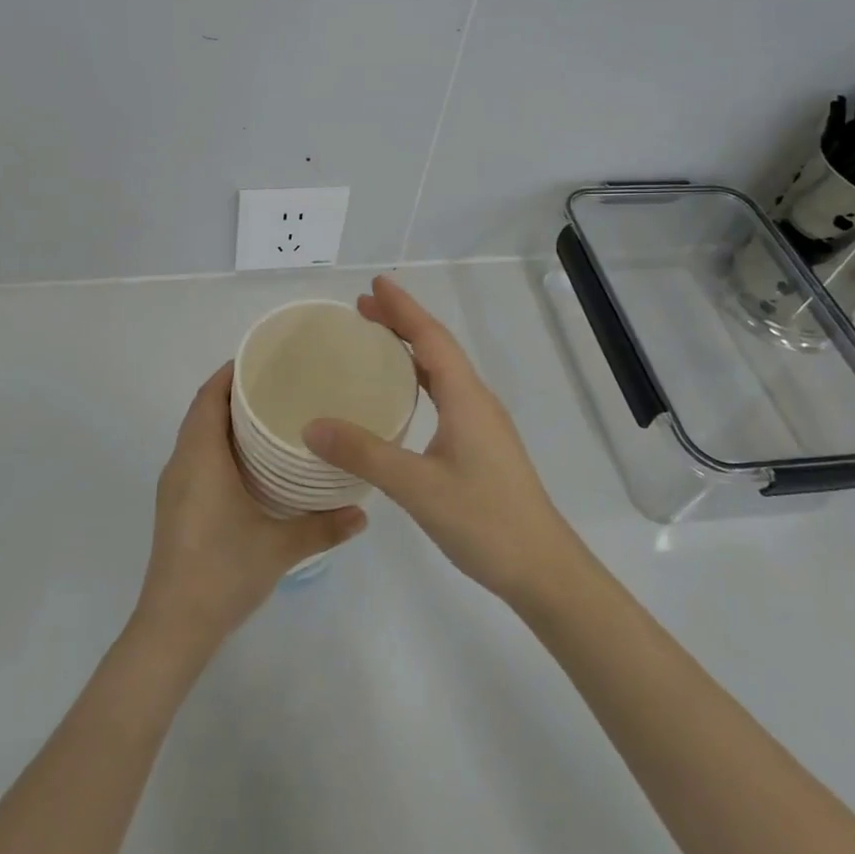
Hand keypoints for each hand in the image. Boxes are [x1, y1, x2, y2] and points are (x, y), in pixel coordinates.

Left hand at [133, 362, 366, 656]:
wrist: (173, 626)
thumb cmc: (222, 572)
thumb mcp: (280, 548)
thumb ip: (324, 527)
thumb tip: (363, 512)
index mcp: (200, 458)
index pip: (209, 397)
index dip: (230, 373)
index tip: (264, 359)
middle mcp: (182, 463)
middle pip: (202, 411)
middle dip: (234, 392)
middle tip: (278, 384)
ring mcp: (174, 486)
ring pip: (197, 435)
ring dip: (224, 419)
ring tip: (269, 416)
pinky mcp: (175, 506)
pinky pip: (195, 456)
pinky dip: (217, 444)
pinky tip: (249, 462)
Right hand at [303, 275, 576, 604]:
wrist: (543, 569)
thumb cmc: (484, 521)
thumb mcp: (416, 487)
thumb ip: (364, 453)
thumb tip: (311, 425)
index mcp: (466, 397)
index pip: (430, 337)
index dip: (402, 308)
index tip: (374, 284)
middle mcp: (476, 400)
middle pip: (436, 347)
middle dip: (401, 322)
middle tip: (361, 309)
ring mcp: (482, 423)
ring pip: (442, 371)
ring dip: (410, 349)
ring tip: (376, 341)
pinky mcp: (481, 445)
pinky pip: (445, 393)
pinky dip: (419, 379)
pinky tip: (402, 396)